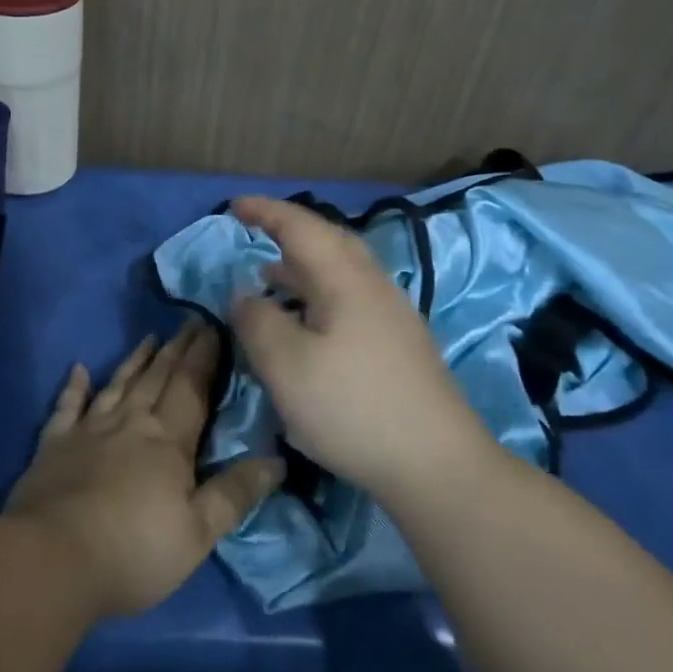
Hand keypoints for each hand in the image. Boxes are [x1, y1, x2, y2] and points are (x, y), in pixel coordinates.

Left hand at [5, 319, 282, 617]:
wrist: (53, 559)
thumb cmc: (134, 551)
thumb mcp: (198, 533)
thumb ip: (235, 493)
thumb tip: (276, 460)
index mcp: (168, 441)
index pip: (192, 387)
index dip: (205, 357)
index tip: (214, 326)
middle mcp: (130, 423)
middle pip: (157, 377)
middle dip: (177, 349)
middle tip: (189, 321)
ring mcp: (89, 430)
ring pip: (118, 384)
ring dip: (135, 360)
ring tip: (150, 337)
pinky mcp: (54, 444)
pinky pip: (67, 406)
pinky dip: (74, 386)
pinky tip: (79, 368)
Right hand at [229, 196, 493, 502]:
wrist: (438, 465)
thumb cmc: (353, 408)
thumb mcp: (286, 366)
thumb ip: (257, 322)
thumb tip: (244, 295)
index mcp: (345, 279)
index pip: (301, 227)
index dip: (266, 212)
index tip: (234, 206)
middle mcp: (373, 286)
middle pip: (329, 241)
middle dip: (290, 231)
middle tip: (256, 232)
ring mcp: (392, 315)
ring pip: (341, 272)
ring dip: (303, 266)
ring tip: (270, 278)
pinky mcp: (399, 345)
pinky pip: (350, 299)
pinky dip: (318, 295)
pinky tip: (306, 325)